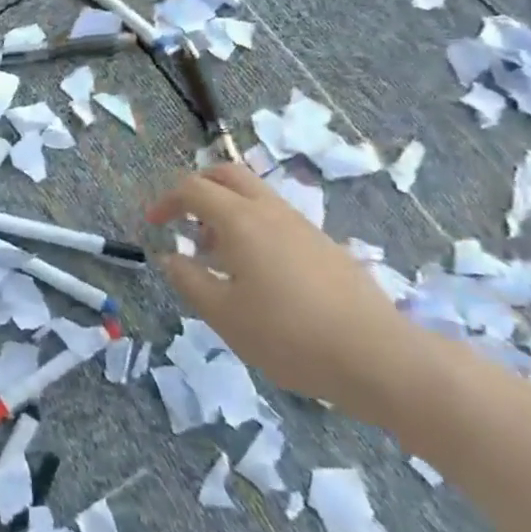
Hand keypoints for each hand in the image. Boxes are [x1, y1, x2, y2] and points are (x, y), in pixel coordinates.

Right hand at [145, 163, 414, 420]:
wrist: (378, 357)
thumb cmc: (288, 336)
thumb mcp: (223, 315)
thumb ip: (189, 280)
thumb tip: (170, 257)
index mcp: (241, 220)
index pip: (194, 189)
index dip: (166, 201)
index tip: (152, 224)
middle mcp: (271, 211)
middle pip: (228, 174)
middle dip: (198, 187)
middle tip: (181, 216)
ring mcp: (302, 226)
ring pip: (255, 196)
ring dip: (226, 209)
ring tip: (214, 254)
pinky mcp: (324, 246)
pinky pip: (276, 219)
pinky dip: (252, 227)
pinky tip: (254, 273)